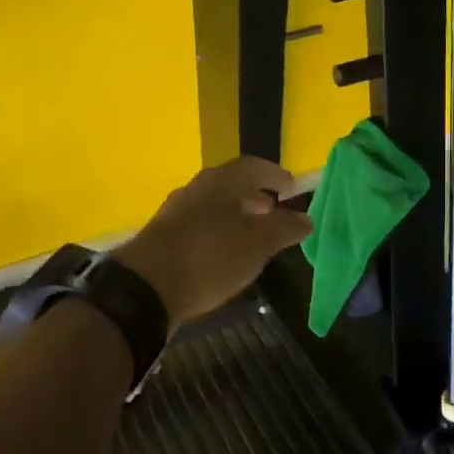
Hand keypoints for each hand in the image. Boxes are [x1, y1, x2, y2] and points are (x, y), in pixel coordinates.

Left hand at [114, 157, 312, 326]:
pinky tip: (227, 254)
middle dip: (256, 195)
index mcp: (222, 180)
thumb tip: (306, 219)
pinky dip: (220, 233)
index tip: (292, 189)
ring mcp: (176, 212)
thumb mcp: (258, 244)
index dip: (276, 176)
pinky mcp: (164, 237)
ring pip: (215, 206)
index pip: (255, 166)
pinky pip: (200, 226)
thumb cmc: (211, 256)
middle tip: (275, 211)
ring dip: (237, 216)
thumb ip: (285, 228)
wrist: (147, 287)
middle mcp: (197, 188)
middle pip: (232, 185)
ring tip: (255, 235)